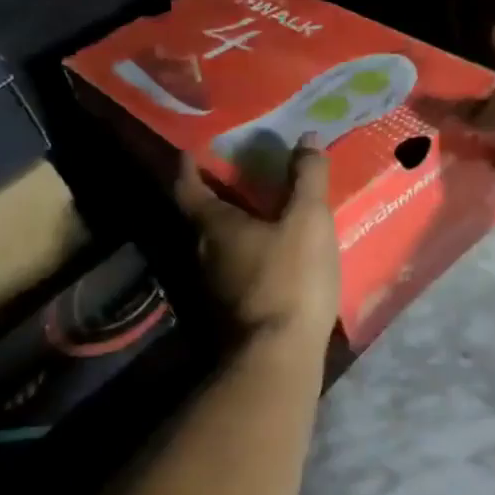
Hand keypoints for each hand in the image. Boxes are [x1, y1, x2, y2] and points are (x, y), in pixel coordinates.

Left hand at [174, 141, 341, 347]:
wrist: (278, 357)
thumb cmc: (290, 278)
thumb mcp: (308, 220)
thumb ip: (307, 177)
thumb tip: (306, 137)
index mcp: (214, 226)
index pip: (187, 186)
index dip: (188, 165)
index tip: (194, 149)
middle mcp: (203, 253)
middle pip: (202, 216)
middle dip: (219, 194)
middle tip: (244, 175)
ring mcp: (213, 287)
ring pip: (219, 246)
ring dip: (236, 227)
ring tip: (266, 212)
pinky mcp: (231, 312)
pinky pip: (236, 270)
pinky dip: (250, 255)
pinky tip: (276, 256)